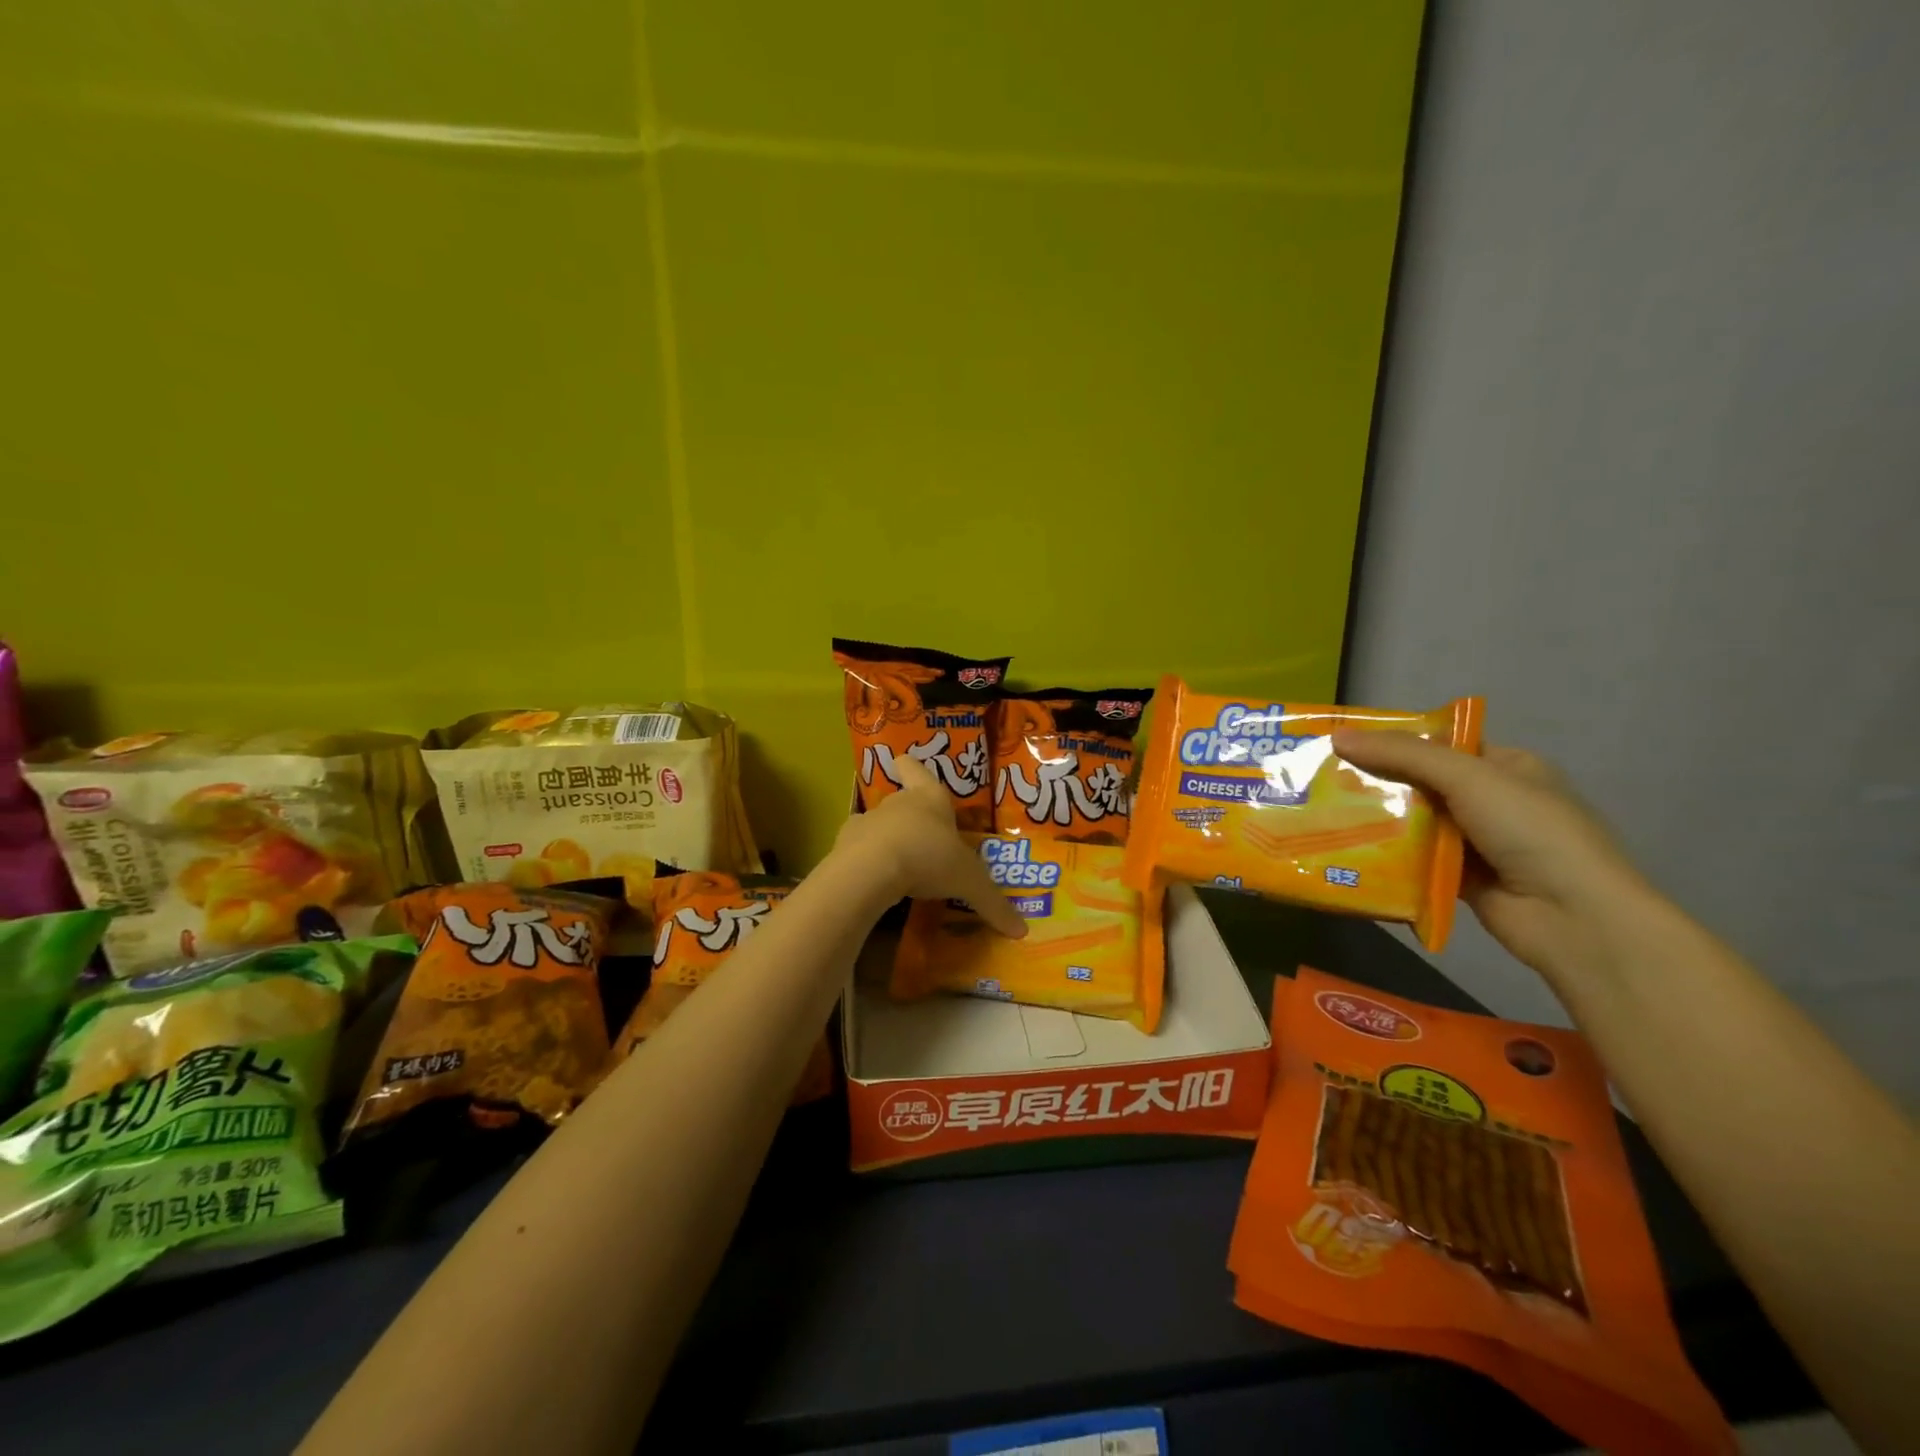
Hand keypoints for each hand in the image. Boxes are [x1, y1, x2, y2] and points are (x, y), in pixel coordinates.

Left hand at [833, 759, 1028, 938]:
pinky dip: (865, 863)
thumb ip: (993, 904)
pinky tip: (875, 883)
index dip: (912, 767)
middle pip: (902, 801)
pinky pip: (858, 851)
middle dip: (912, 819)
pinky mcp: (845, 846)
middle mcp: (897, 803)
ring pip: (878, 826)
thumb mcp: (969, 883)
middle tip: (926, 843)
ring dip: (888, 841)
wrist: (871, 869)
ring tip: (900, 869)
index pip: (916, 769)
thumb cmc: (929, 858)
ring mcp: (867, 822)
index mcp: (929, 798)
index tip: (904, 764)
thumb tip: (1022, 931)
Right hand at [1329, 731, 1656, 984]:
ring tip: (1322, 812)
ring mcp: (1477, 842)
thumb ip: (1404, 755)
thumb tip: (1338, 736)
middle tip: (1322, 778)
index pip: (1441, 745)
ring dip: (1376, 820)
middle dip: (1376, 781)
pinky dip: (1387, 857)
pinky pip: (1414, 860)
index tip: (1344, 742)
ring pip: (1414, 822)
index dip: (1394, 741)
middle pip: (1422, 783)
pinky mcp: (1460, 879)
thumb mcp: (1469, 778)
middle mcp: (1492, 801)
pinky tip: (1346, 851)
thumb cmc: (1531, 831)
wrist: (1574, 918)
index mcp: (1507, 767)